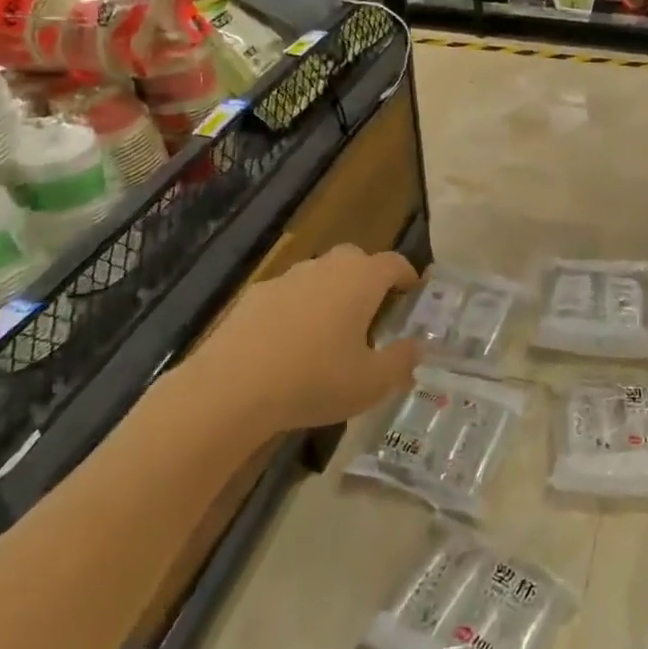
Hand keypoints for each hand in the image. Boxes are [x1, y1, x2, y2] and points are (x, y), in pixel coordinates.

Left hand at [188, 244, 421, 432]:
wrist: (231, 388)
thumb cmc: (314, 380)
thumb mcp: (371, 383)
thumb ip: (401, 361)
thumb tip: (416, 347)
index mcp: (361, 280)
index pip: (394, 263)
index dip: (407, 276)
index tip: (412, 294)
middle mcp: (325, 267)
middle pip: (355, 260)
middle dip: (368, 279)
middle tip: (372, 313)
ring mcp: (286, 278)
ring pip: (319, 275)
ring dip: (331, 293)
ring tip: (330, 332)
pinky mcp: (253, 296)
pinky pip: (288, 295)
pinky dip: (297, 309)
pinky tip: (289, 345)